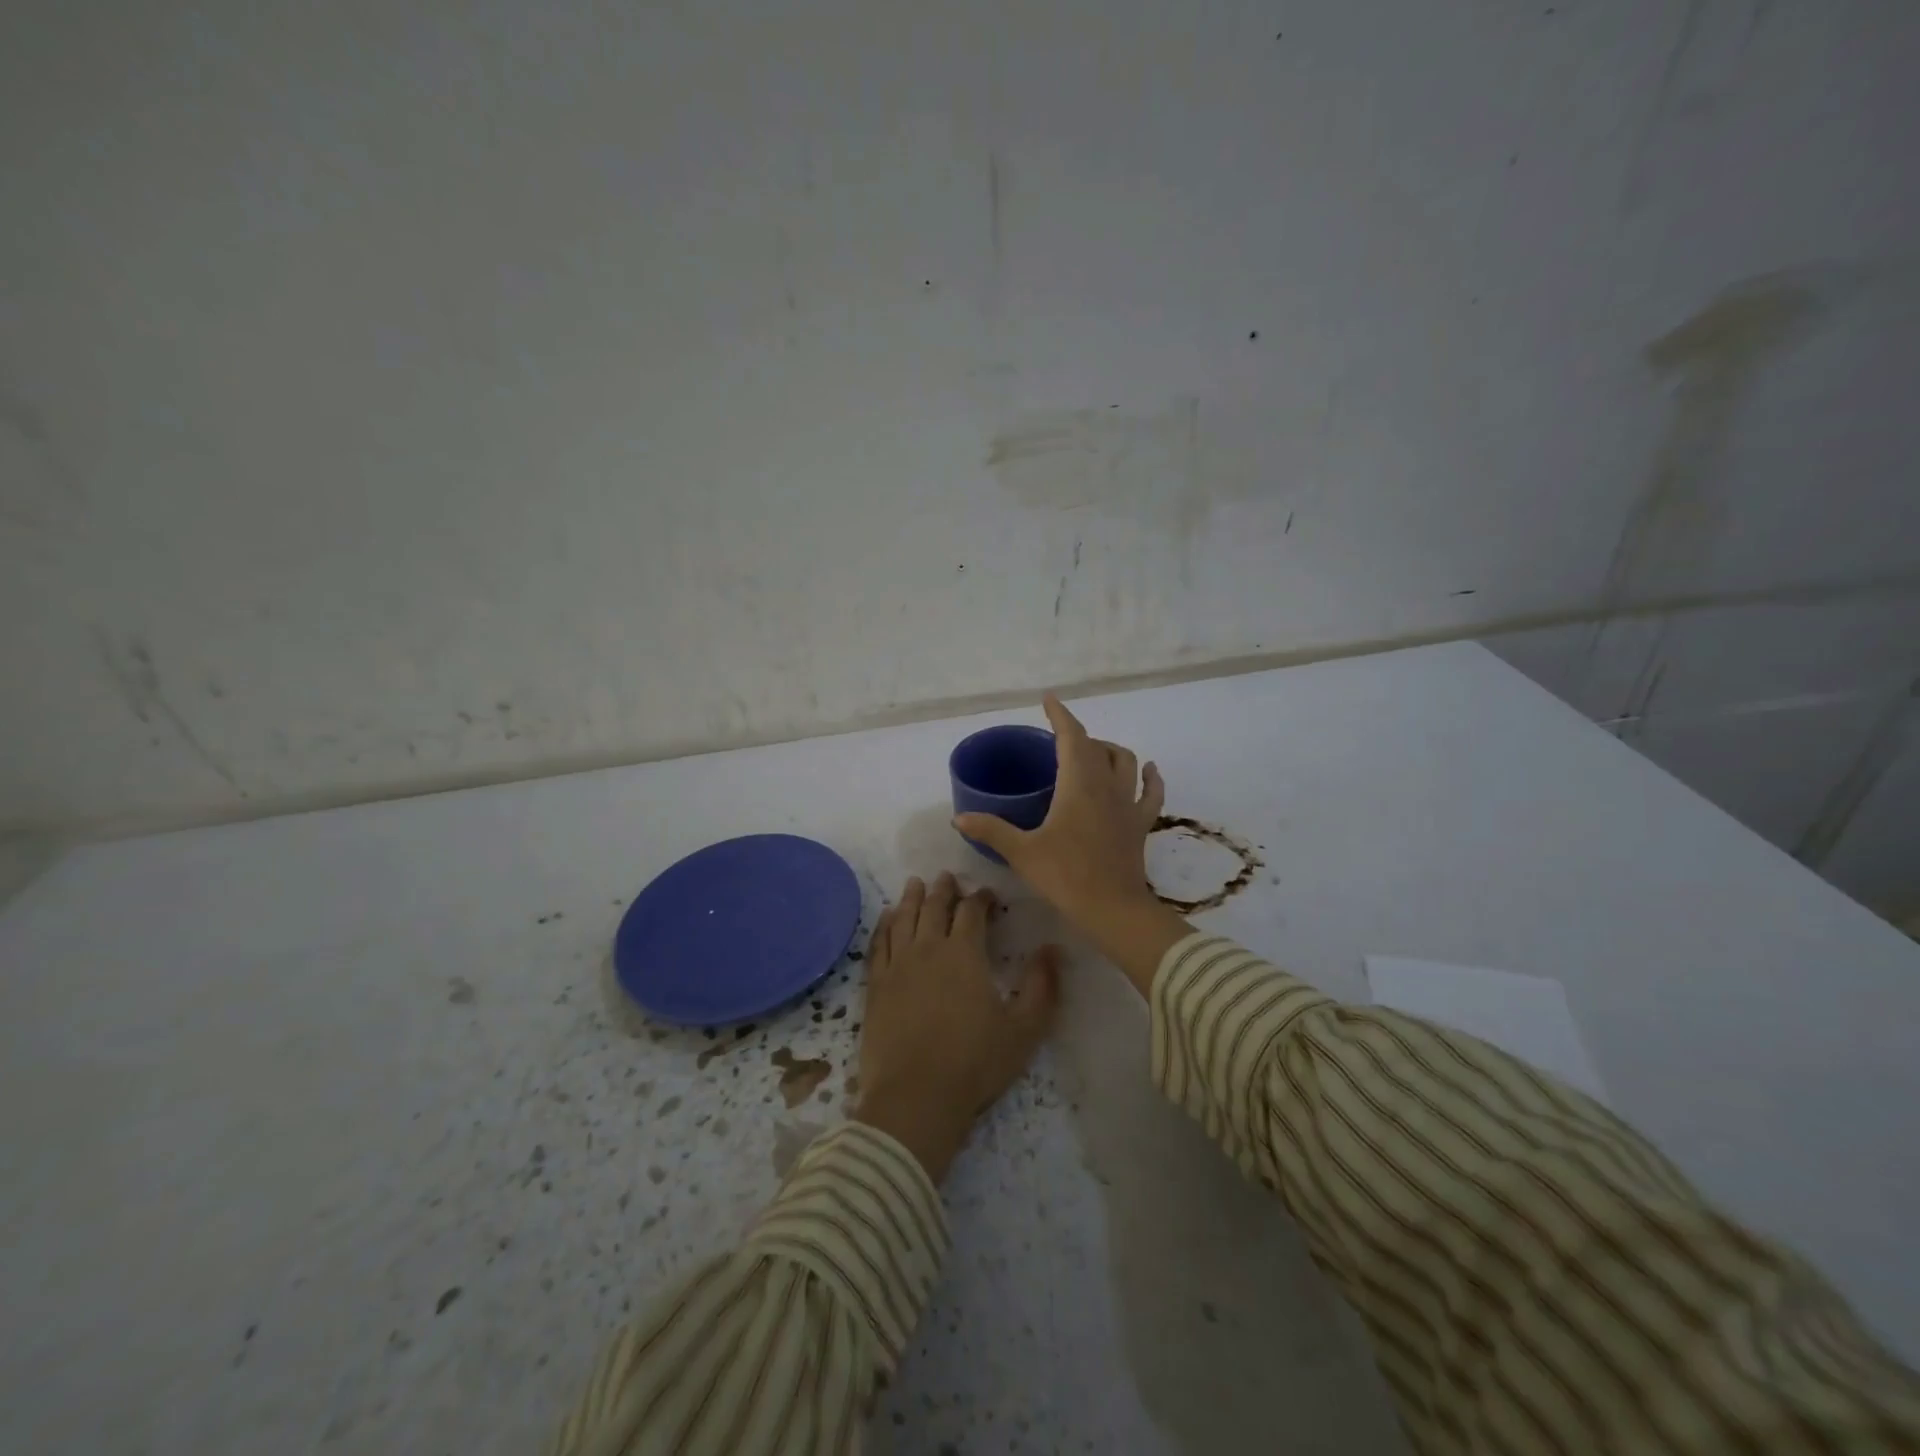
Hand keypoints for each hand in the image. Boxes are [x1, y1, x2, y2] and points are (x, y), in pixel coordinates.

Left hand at [851, 872, 1059, 1182]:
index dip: (981, 898)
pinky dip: (884, 925)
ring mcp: (897, 965)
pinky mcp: (875, 985)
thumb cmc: (974, 1063)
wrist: (915, 1097)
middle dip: (944, 889)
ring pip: (904, 918)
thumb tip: (1053, 948)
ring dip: (912, 898)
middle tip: (947, 877)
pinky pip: (878, 943)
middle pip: (934, 907)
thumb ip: (1042, 986)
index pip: (972, 911)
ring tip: (916, 884)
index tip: (988, 895)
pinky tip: (887, 918)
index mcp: (964, 953)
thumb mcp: (1024, 1029)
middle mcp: (928, 948)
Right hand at [952, 695, 1191, 998]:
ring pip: (1125, 761)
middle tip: (1056, 742)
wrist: (1113, 910)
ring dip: (1109, 750)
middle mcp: (1106, 785)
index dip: (1060, 715)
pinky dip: (1149, 777)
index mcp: (1077, 784)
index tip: (1049, 699)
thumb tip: (958, 819)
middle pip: (1095, 746)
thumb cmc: (1065, 876)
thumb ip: (991, 830)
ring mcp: (1127, 804)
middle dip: (1076, 736)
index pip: (1071, 736)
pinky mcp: (1140, 824)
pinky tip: (1148, 770)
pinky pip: (1151, 792)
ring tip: (1093, 753)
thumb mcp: (1022, 852)